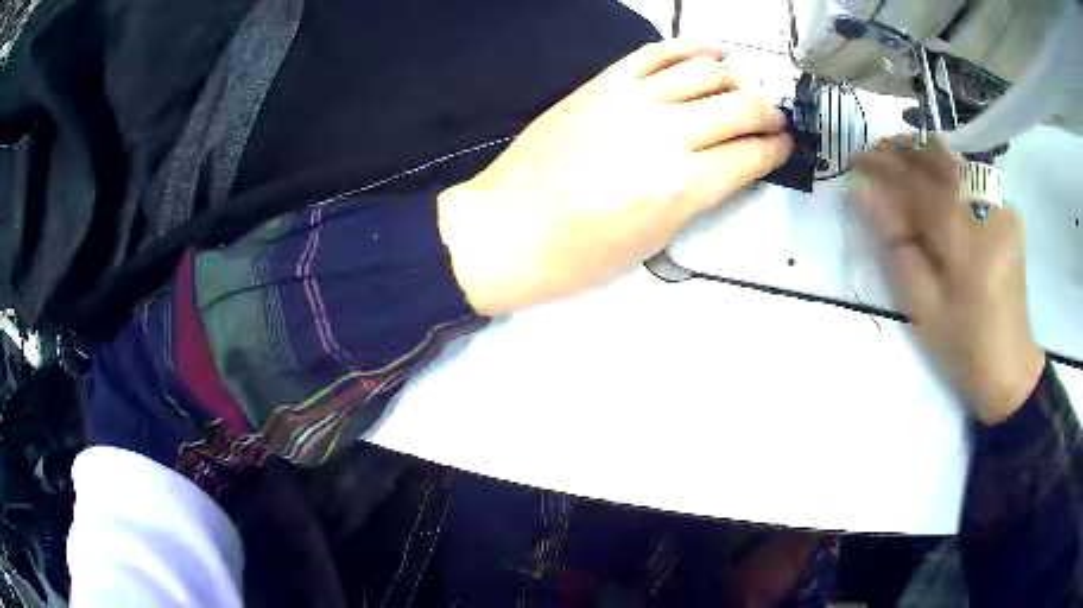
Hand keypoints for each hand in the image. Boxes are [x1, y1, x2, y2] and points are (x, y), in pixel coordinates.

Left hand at [438, 40, 791, 314]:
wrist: (507, 230)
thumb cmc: (577, 256)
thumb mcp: (653, 243)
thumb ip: (695, 198)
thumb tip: (722, 167)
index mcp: (682, 187)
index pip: (751, 155)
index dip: (776, 149)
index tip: (785, 145)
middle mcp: (666, 135)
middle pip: (739, 107)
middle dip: (768, 113)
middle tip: (775, 119)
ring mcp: (631, 101)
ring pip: (705, 72)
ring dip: (736, 80)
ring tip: (743, 90)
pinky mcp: (602, 85)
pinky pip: (655, 54)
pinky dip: (691, 47)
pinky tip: (711, 51)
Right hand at [853, 135, 1044, 423]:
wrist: (1010, 366)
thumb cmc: (964, 347)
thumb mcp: (923, 308)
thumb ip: (896, 246)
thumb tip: (865, 196)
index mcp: (966, 239)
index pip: (918, 181)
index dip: (884, 165)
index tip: (856, 160)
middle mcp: (988, 210)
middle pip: (940, 158)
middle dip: (903, 149)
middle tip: (874, 153)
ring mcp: (1002, 208)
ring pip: (957, 162)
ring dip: (923, 155)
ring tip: (897, 159)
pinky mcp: (1008, 214)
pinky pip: (972, 178)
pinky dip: (946, 172)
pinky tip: (932, 181)